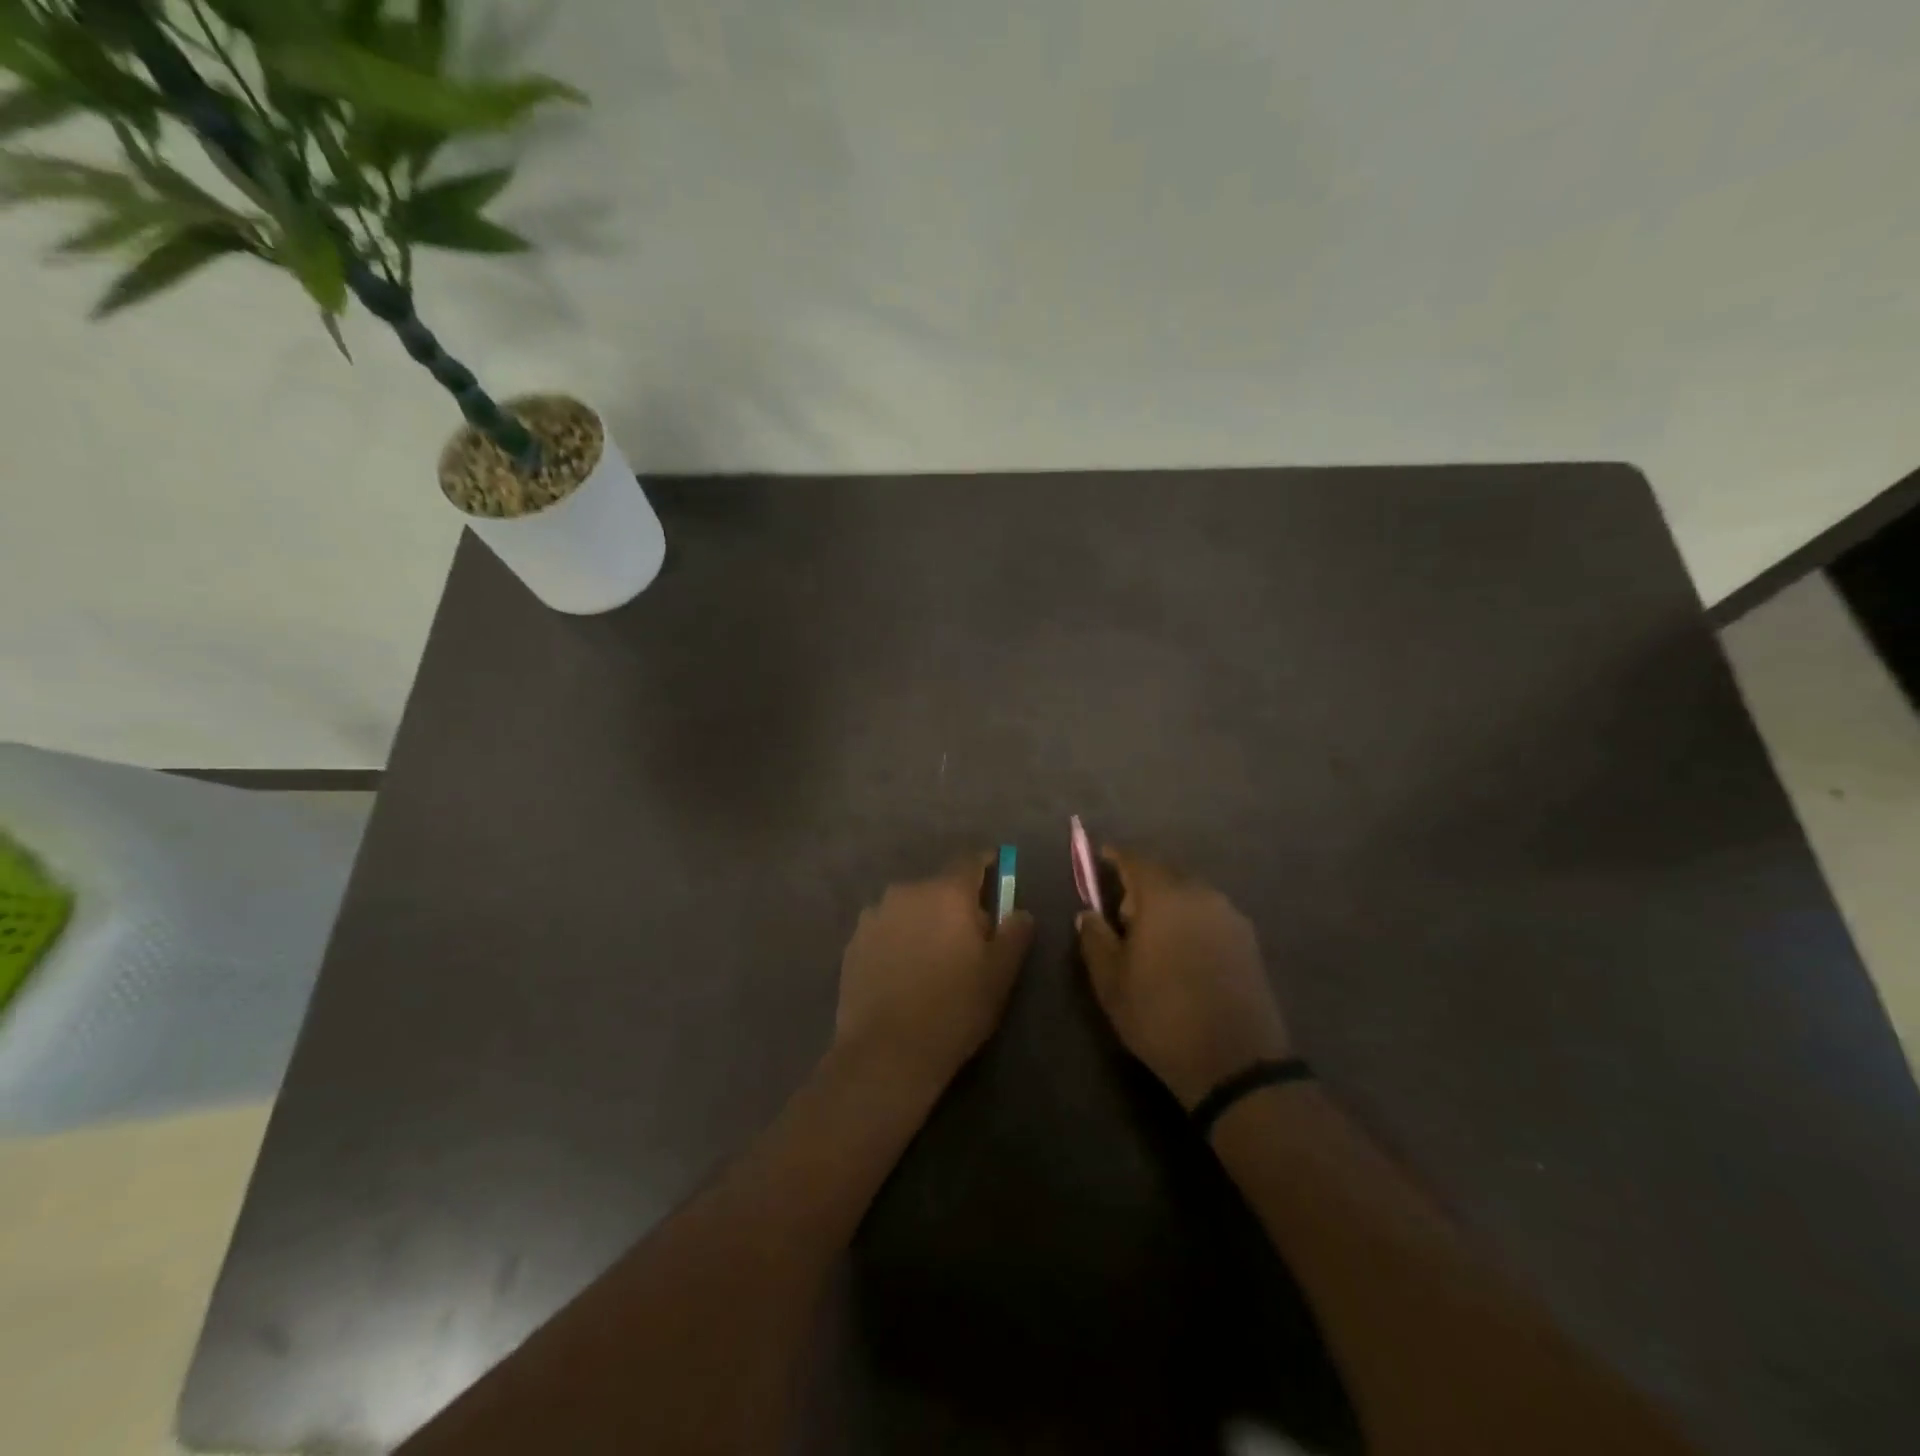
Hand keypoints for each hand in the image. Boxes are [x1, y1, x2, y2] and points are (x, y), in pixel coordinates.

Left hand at [834, 855, 1035, 1092]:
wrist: (886, 1052)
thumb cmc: (954, 1009)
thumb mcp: (1000, 975)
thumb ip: (1014, 934)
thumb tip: (1019, 911)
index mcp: (947, 892)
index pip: (970, 861)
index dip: (986, 866)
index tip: (997, 877)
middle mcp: (907, 892)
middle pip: (939, 887)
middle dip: (956, 904)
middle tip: (969, 938)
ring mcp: (874, 915)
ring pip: (910, 908)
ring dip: (924, 921)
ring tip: (932, 959)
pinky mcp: (853, 942)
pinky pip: (886, 929)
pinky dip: (898, 940)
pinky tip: (903, 973)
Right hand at [1076, 850, 1292, 1109]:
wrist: (1235, 1063)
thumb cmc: (1161, 1016)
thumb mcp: (1111, 982)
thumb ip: (1095, 938)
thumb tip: (1088, 913)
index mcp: (1163, 897)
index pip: (1135, 859)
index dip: (1114, 856)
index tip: (1100, 858)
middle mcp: (1200, 894)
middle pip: (1165, 872)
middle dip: (1141, 882)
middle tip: (1122, 912)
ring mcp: (1229, 916)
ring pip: (1190, 892)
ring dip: (1168, 901)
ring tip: (1152, 935)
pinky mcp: (1248, 939)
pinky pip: (1209, 913)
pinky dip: (1190, 918)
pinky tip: (1182, 950)